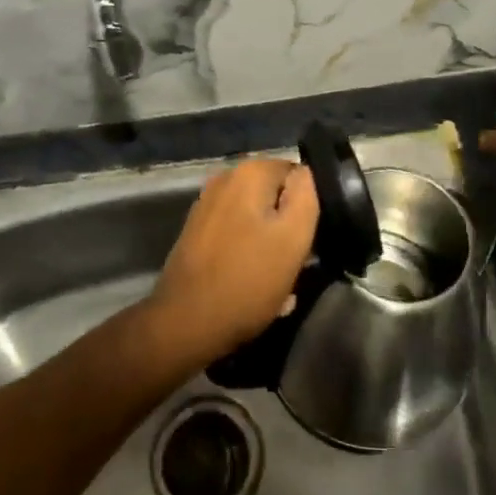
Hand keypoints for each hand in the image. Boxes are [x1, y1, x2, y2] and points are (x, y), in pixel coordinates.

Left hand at [145, 159, 319, 366]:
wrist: (186, 322)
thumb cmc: (247, 280)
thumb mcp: (293, 238)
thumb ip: (306, 195)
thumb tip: (305, 173)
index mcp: (249, 172)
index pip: (298, 175)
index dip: (309, 207)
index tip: (310, 239)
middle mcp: (225, 178)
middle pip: (275, 197)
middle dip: (288, 227)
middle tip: (296, 264)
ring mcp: (207, 205)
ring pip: (256, 218)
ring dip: (270, 245)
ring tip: (277, 282)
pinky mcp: (197, 231)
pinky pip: (236, 234)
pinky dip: (248, 253)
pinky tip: (252, 284)